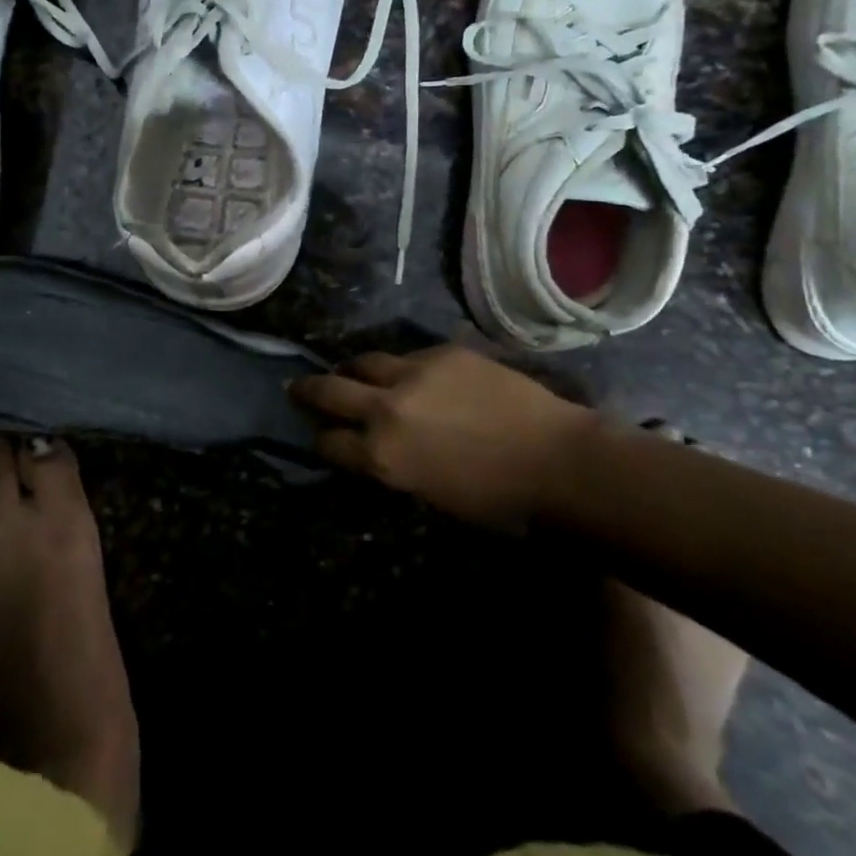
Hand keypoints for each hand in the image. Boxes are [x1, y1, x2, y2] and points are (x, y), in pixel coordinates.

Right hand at [290, 344, 590, 526]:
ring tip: (352, 373)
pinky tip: (413, 375)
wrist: (557, 462)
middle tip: (298, 387)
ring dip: (353, 371)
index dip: (320, 440)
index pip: (328, 443)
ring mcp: (414, 373)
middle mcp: (386, 409)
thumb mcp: (428, 494)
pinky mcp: (443, 352)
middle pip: (330, 390)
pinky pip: (408, 356)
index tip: (318, 434)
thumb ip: (393, 465)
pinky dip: (401, 367)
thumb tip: (375, 448)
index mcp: (381, 457)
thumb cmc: (498, 503)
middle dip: (309, 390)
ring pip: (365, 361)